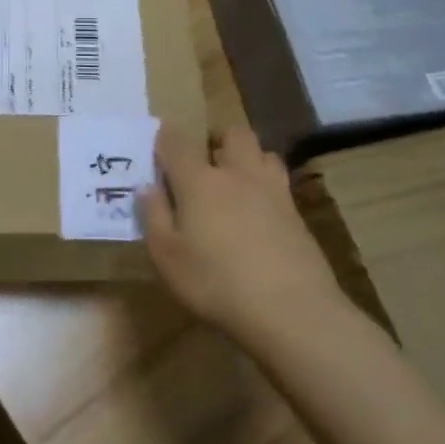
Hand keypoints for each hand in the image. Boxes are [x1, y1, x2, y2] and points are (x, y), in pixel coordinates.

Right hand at [140, 126, 346, 338]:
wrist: (291, 310)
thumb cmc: (215, 282)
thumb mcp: (167, 256)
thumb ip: (154, 216)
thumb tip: (147, 187)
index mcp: (199, 181)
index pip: (177, 142)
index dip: (165, 137)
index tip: (158, 145)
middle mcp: (237, 175)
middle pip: (233, 134)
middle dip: (218, 140)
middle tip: (205, 163)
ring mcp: (273, 192)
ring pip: (263, 154)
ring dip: (248, 159)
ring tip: (236, 184)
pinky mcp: (297, 214)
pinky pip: (280, 184)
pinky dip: (267, 188)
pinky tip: (259, 214)